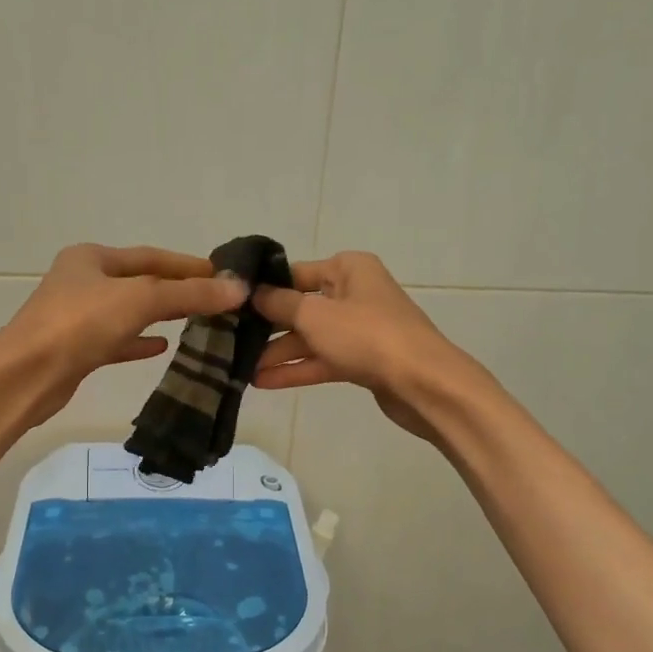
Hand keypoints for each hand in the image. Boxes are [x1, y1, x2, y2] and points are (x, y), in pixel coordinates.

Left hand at [0, 243, 246, 428]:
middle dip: (177, 290)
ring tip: (196, 321)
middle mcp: (83, 281)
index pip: (151, 256)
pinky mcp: (77, 349)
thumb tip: (238, 289)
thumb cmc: (81, 324)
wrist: (27, 375)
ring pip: (129, 312)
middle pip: (140, 283)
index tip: (222, 275)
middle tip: (215, 300)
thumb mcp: (140, 299)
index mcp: (92, 258)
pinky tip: (163, 348)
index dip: (188, 265)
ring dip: (161, 315)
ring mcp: (77, 317)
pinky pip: (117, 340)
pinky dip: (140, 342)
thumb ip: (189, 294)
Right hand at [251, 251, 473, 440]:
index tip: (232, 305)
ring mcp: (360, 329)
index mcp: (348, 268)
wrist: (422, 382)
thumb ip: (280, 304)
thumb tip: (253, 292)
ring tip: (240, 369)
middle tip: (230, 341)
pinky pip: (323, 360)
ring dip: (278, 353)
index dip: (265, 289)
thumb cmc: (367, 336)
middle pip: (302, 307)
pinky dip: (297, 369)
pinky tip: (263, 382)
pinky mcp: (362, 360)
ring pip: (311, 337)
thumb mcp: (315, 315)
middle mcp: (354, 293)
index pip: (296, 273)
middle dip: (268, 327)